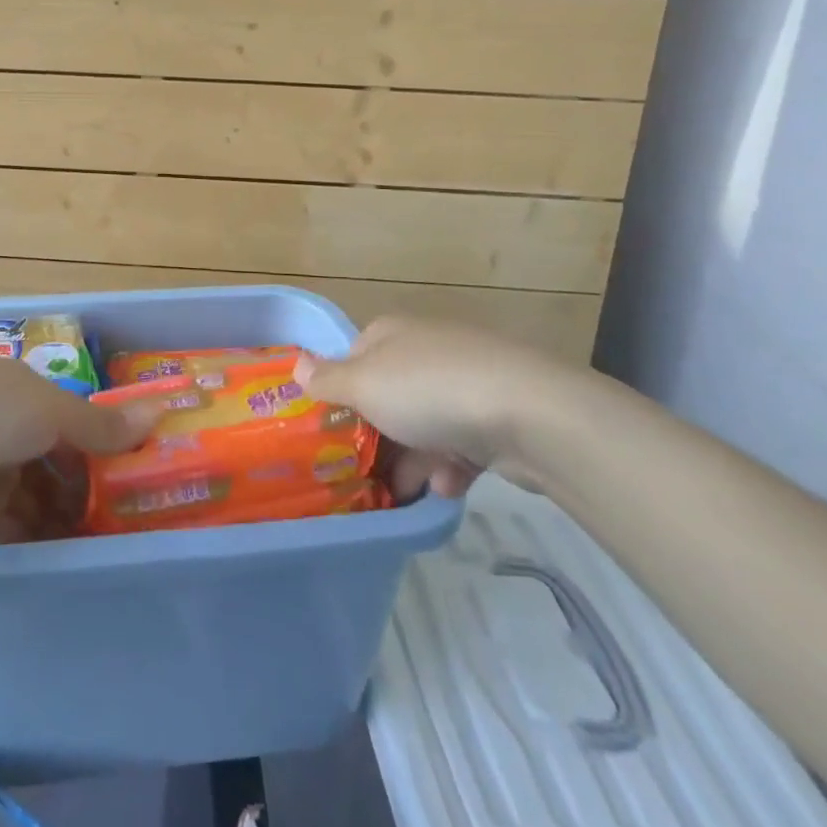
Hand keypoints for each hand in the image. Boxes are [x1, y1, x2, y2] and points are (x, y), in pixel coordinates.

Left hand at [0, 355, 158, 539]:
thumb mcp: (51, 410)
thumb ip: (101, 423)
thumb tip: (160, 412)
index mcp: (24, 391)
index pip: (71, 418)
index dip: (102, 442)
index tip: (136, 471)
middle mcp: (6, 426)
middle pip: (54, 459)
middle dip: (86, 486)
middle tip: (127, 517)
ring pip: (35, 494)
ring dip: (65, 515)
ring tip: (107, 543)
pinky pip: (11, 524)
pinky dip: (36, 537)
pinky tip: (68, 555)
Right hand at [296, 317, 595, 499]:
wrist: (531, 414)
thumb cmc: (429, 391)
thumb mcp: (363, 385)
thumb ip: (327, 379)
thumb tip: (295, 362)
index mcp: (390, 334)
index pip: (353, 357)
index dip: (340, 392)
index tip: (332, 428)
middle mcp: (426, 350)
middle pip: (389, 394)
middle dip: (377, 436)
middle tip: (361, 471)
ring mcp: (467, 380)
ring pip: (426, 422)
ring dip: (413, 458)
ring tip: (404, 492)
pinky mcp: (500, 413)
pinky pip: (464, 440)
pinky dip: (452, 464)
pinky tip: (447, 486)